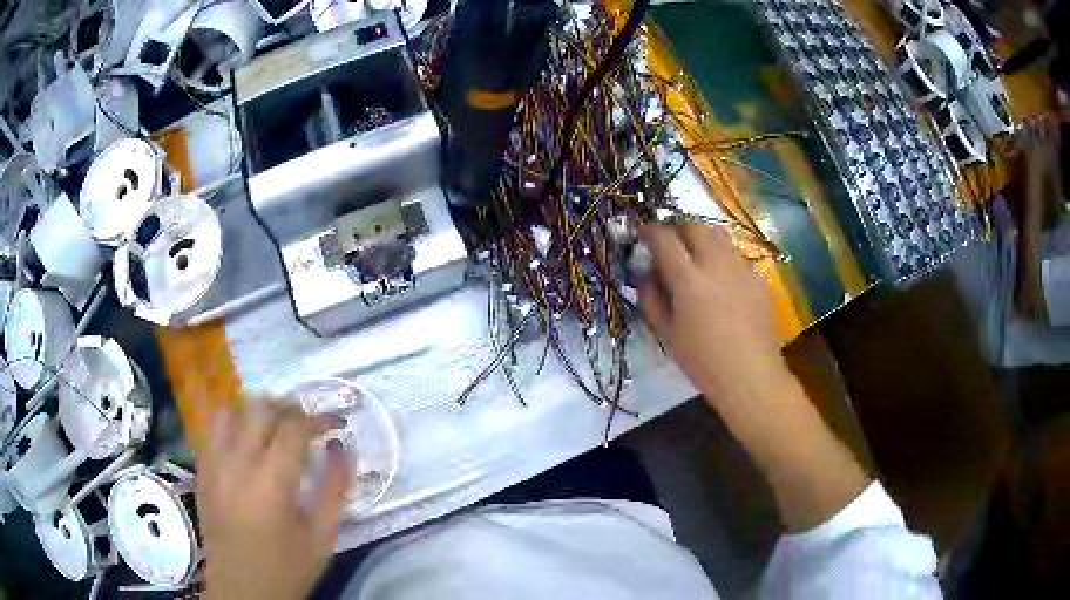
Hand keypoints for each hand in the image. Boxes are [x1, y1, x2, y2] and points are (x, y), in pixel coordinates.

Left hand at [198, 404, 350, 599]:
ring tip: (273, 426)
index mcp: (271, 482)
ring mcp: (214, 464)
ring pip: (231, 410)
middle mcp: (238, 463)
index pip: (295, 427)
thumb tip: (342, 448)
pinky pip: (213, 429)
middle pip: (261, 409)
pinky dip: (233, 424)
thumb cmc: (286, 568)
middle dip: (290, 408)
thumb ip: (334, 489)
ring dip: (256, 411)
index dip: (318, 418)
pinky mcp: (202, 470)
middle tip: (308, 423)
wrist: (241, 590)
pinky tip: (246, 442)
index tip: (335, 423)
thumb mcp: (321, 537)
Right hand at [641, 224, 869, 528]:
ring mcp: (742, 269)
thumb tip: (645, 276)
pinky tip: (722, 284)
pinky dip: (723, 259)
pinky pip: (736, 257)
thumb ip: (652, 300)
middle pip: (695, 226)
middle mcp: (717, 264)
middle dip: (679, 229)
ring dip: (702, 239)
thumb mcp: (668, 335)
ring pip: (719, 237)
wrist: (751, 377)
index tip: (643, 233)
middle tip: (672, 245)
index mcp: (689, 279)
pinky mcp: (759, 279)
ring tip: (697, 259)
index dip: (650, 230)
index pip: (665, 239)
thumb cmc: (703, 362)